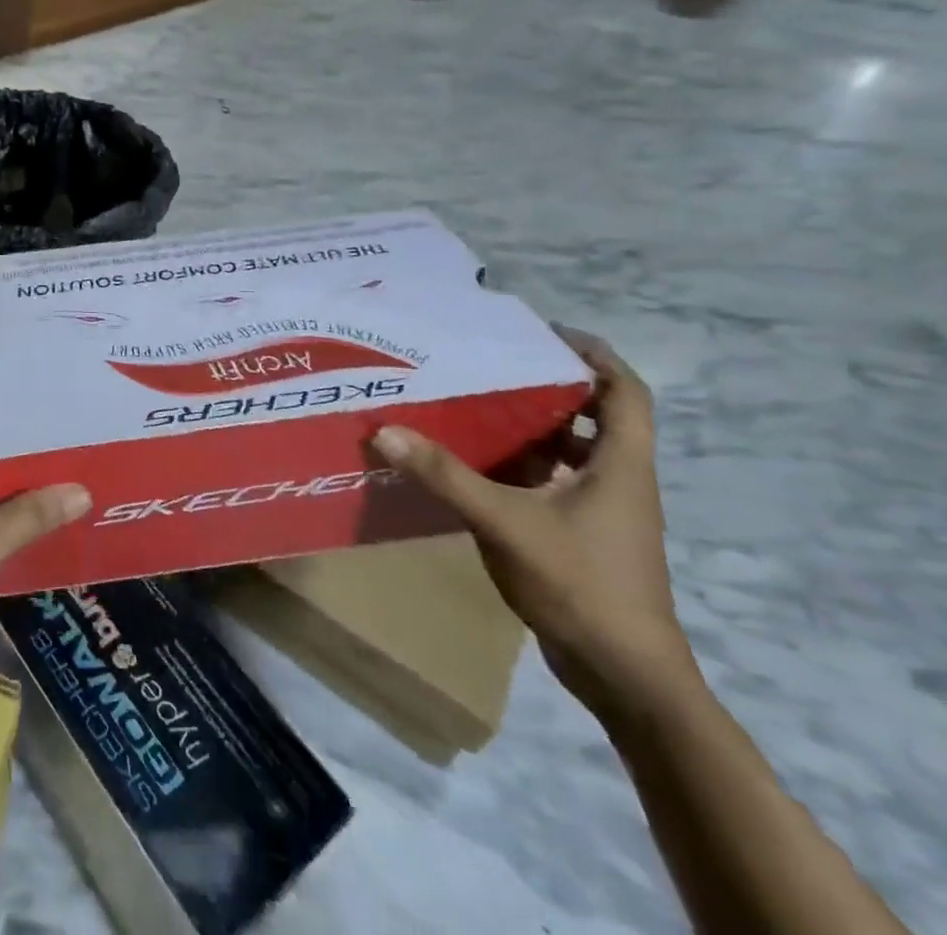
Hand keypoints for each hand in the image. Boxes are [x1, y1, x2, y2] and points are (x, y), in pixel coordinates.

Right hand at [371, 329, 696, 715]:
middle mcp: (617, 481)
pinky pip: (548, 483)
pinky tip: (469, 466)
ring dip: (527, 428)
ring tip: (470, 405)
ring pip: (568, 452)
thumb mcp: (505, 522)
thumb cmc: (582, 585)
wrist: (625, 676)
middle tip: (489, 364)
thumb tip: (385, 430)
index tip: (545, 333)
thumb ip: (445, 475)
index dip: (594, 356)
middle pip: (592, 417)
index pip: (625, 393)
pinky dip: (516, 467)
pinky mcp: (580, 537)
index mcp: (620, 466)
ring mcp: (601, 513)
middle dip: (546, 386)